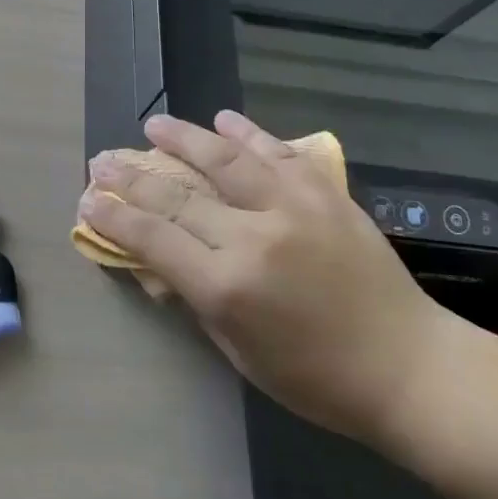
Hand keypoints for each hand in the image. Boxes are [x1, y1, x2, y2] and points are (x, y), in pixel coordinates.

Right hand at [81, 112, 443, 442]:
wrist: (408, 366)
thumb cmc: (315, 378)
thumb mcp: (238, 351)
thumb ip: (196, 300)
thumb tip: (160, 263)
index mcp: (226, 286)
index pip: (153, 238)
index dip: (114, 216)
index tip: (89, 199)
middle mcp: (253, 236)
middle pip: (177, 196)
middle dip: (132, 177)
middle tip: (103, 160)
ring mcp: (293, 208)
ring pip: (225, 160)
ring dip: (185, 138)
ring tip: (155, 124)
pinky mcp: (326, 195)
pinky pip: (280, 154)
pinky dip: (249, 134)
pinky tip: (224, 120)